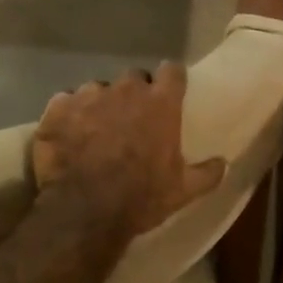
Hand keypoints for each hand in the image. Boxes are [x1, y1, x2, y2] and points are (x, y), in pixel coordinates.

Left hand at [32, 64, 225, 242]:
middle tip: (131, 118)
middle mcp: (126, 90)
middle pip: (134, 77)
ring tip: (94, 130)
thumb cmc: (140, 197)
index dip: (171, 79)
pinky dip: (67, 115)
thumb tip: (224, 164)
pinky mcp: (58, 107)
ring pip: (97, 89)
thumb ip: (206, 174)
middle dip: (133, 93)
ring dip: (99, 104)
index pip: (172, 72)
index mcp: (160, 103)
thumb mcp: (182, 192)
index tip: (169, 90)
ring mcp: (88, 95)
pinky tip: (66, 136)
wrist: (83, 210)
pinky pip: (65, 102)